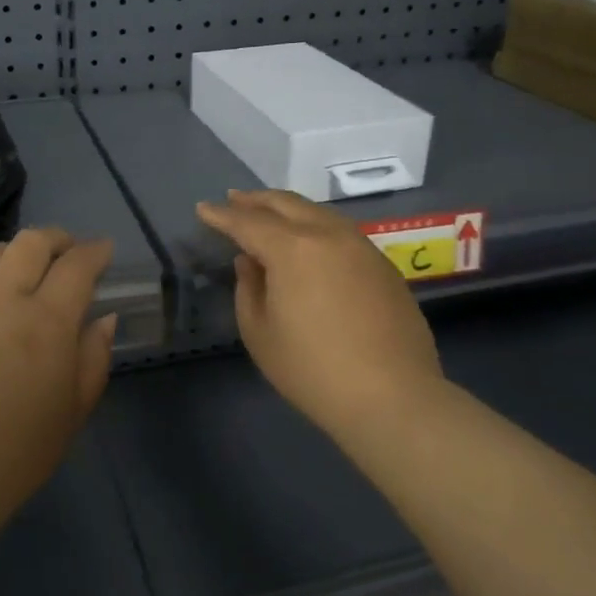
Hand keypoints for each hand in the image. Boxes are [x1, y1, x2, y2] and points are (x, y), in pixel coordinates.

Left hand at [0, 228, 116, 535]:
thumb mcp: (73, 412)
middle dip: (58, 240)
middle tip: (67, 255)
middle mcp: (2, 299)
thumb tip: (102, 318)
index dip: (96, 251)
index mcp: (46, 322)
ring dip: (15, 252)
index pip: (77, 265)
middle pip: (32, 242)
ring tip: (22, 271)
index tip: (104, 252)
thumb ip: (93, 357)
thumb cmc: (16, 455)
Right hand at [196, 190, 447, 440]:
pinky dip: (315, 225)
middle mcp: (328, 235)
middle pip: (286, 204)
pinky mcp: (382, 264)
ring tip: (268, 213)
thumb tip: (251, 261)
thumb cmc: (312, 370)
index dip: (222, 215)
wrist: (392, 396)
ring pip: (317, 212)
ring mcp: (361, 246)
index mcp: (292, 248)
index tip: (203, 209)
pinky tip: (308, 239)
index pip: (247, 222)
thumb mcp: (260, 333)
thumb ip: (248, 288)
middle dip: (255, 200)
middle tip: (233, 199)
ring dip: (288, 208)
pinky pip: (340, 231)